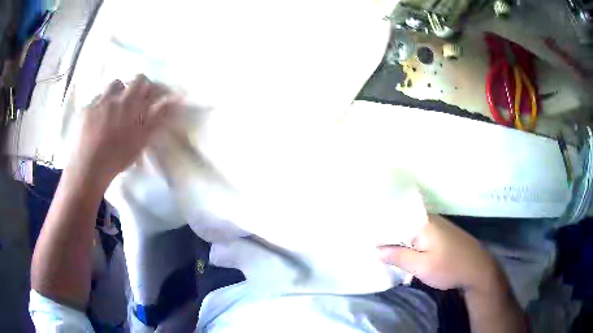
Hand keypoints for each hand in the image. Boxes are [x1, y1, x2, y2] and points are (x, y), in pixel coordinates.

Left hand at [70, 75, 180, 185]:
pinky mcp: (84, 110)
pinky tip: (97, 121)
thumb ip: (157, 117)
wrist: (88, 168)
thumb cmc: (117, 156)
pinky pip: (95, 100)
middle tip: (132, 105)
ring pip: (109, 89)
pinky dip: (99, 106)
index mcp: (128, 102)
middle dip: (132, 88)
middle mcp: (113, 96)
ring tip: (114, 110)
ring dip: (115, 94)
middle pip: (126, 81)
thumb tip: (173, 100)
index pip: (142, 81)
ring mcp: (97, 102)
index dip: (148, 85)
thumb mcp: (141, 139)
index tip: (150, 96)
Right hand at [379, 215, 500, 292]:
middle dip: (386, 231)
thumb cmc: (449, 267)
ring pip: (410, 228)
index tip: (363, 232)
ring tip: (379, 246)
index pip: (394, 216)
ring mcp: (436, 226)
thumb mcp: (421, 266)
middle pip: (401, 221)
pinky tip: (401, 250)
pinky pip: (419, 234)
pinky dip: (408, 241)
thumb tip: (376, 249)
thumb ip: (398, 256)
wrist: (477, 269)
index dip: (378, 224)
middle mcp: (429, 219)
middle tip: (368, 241)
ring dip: (397, 237)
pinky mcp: (441, 234)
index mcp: (423, 222)